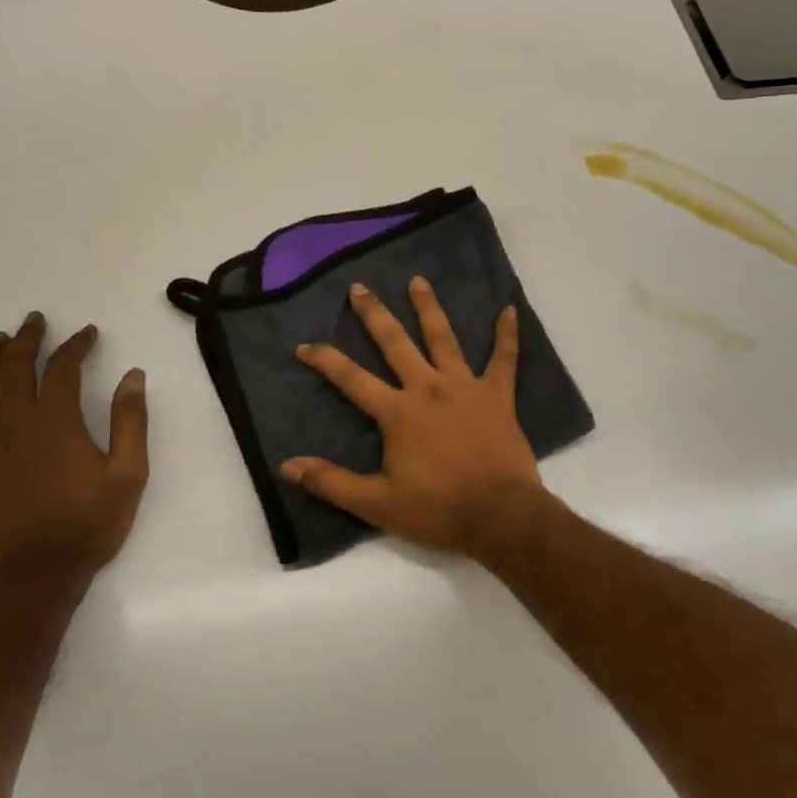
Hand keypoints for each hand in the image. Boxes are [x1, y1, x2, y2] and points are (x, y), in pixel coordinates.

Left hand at [0, 313, 149, 589]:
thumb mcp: (129, 472)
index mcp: (56, 420)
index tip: (87, 333)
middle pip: (14, 368)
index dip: (76, 345)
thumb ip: (131, 421)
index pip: (63, 367)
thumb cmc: (88, 523)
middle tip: (34, 321)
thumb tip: (133, 376)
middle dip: (26, 339)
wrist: (34, 577)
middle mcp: (15, 423)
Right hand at [284, 279, 553, 563]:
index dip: (326, 360)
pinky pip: (504, 359)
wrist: (500, 516)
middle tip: (359, 287)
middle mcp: (428, 388)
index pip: (352, 379)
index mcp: (398, 412)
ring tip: (418, 281)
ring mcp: (465, 387)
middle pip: (396, 343)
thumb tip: (287, 465)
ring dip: (429, 308)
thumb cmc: (438, 510)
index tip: (305, 345)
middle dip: (374, 314)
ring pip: (443, 338)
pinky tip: (509, 310)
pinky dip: (507, 335)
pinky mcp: (497, 395)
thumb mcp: (377, 505)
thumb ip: (332, 482)